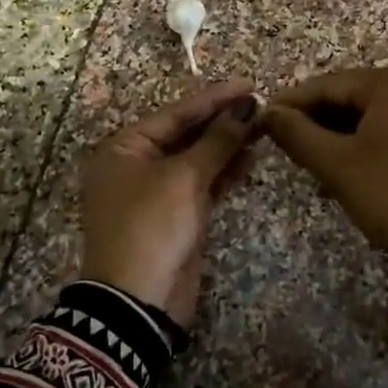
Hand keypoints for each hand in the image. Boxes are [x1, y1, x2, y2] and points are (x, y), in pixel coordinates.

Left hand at [79, 79, 261, 324]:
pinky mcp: (176, 216)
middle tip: (261, 104)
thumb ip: (217, 141)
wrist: (138, 302)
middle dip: (222, 120)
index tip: (248, 84)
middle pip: (185, 134)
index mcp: (124, 148)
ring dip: (227, 144)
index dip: (213, 99)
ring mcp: (157, 192)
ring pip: (197, 159)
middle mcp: (137, 165)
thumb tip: (246, 107)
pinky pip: (202, 184)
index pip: (175, 114)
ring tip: (263, 126)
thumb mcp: (183, 178)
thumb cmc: (152, 226)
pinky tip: (250, 156)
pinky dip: (224, 171)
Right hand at [263, 66, 387, 257]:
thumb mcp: (336, 163)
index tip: (262, 119)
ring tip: (312, 162)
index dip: (292, 103)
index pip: (329, 85)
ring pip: (370, 116)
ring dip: (338, 136)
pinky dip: (364, 144)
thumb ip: (296, 132)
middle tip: (285, 145)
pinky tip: (345, 168)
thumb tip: (267, 113)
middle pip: (351, 97)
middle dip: (317, 121)